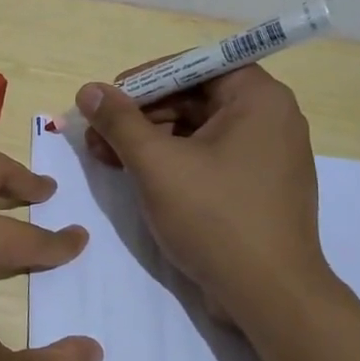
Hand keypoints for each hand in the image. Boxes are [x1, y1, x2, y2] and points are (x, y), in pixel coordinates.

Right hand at [77, 66, 332, 329]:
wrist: (269, 294)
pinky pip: (208, 157)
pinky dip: (171, 162)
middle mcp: (269, 118)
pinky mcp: (256, 186)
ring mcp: (265, 155)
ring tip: (106, 157)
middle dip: (140, 114)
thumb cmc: (215, 217)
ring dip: (149, 139)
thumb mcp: (157, 164)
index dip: (147, 79)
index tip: (109, 100)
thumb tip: (89, 90)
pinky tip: (136, 176)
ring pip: (197, 130)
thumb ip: (120, 122)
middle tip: (97, 135)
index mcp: (258, 99)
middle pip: (194, 97)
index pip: (196, 66)